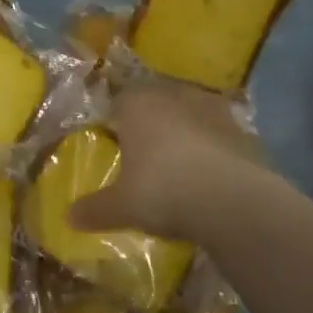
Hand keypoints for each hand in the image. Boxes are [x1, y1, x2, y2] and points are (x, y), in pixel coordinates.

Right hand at [68, 81, 265, 242]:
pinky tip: (210, 178)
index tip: (113, 148)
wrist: (233, 201)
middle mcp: (175, 95)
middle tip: (144, 159)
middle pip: (156, 106)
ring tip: (179, 168)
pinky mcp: (244, 129)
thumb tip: (68, 217)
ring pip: (190, 117)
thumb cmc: (163, 191)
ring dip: (184, 135)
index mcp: (138, 104)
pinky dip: (213, 151)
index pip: (118, 104)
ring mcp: (214, 109)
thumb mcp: (121, 207)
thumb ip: (95, 209)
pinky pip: (219, 136)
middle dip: (150, 127)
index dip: (114, 125)